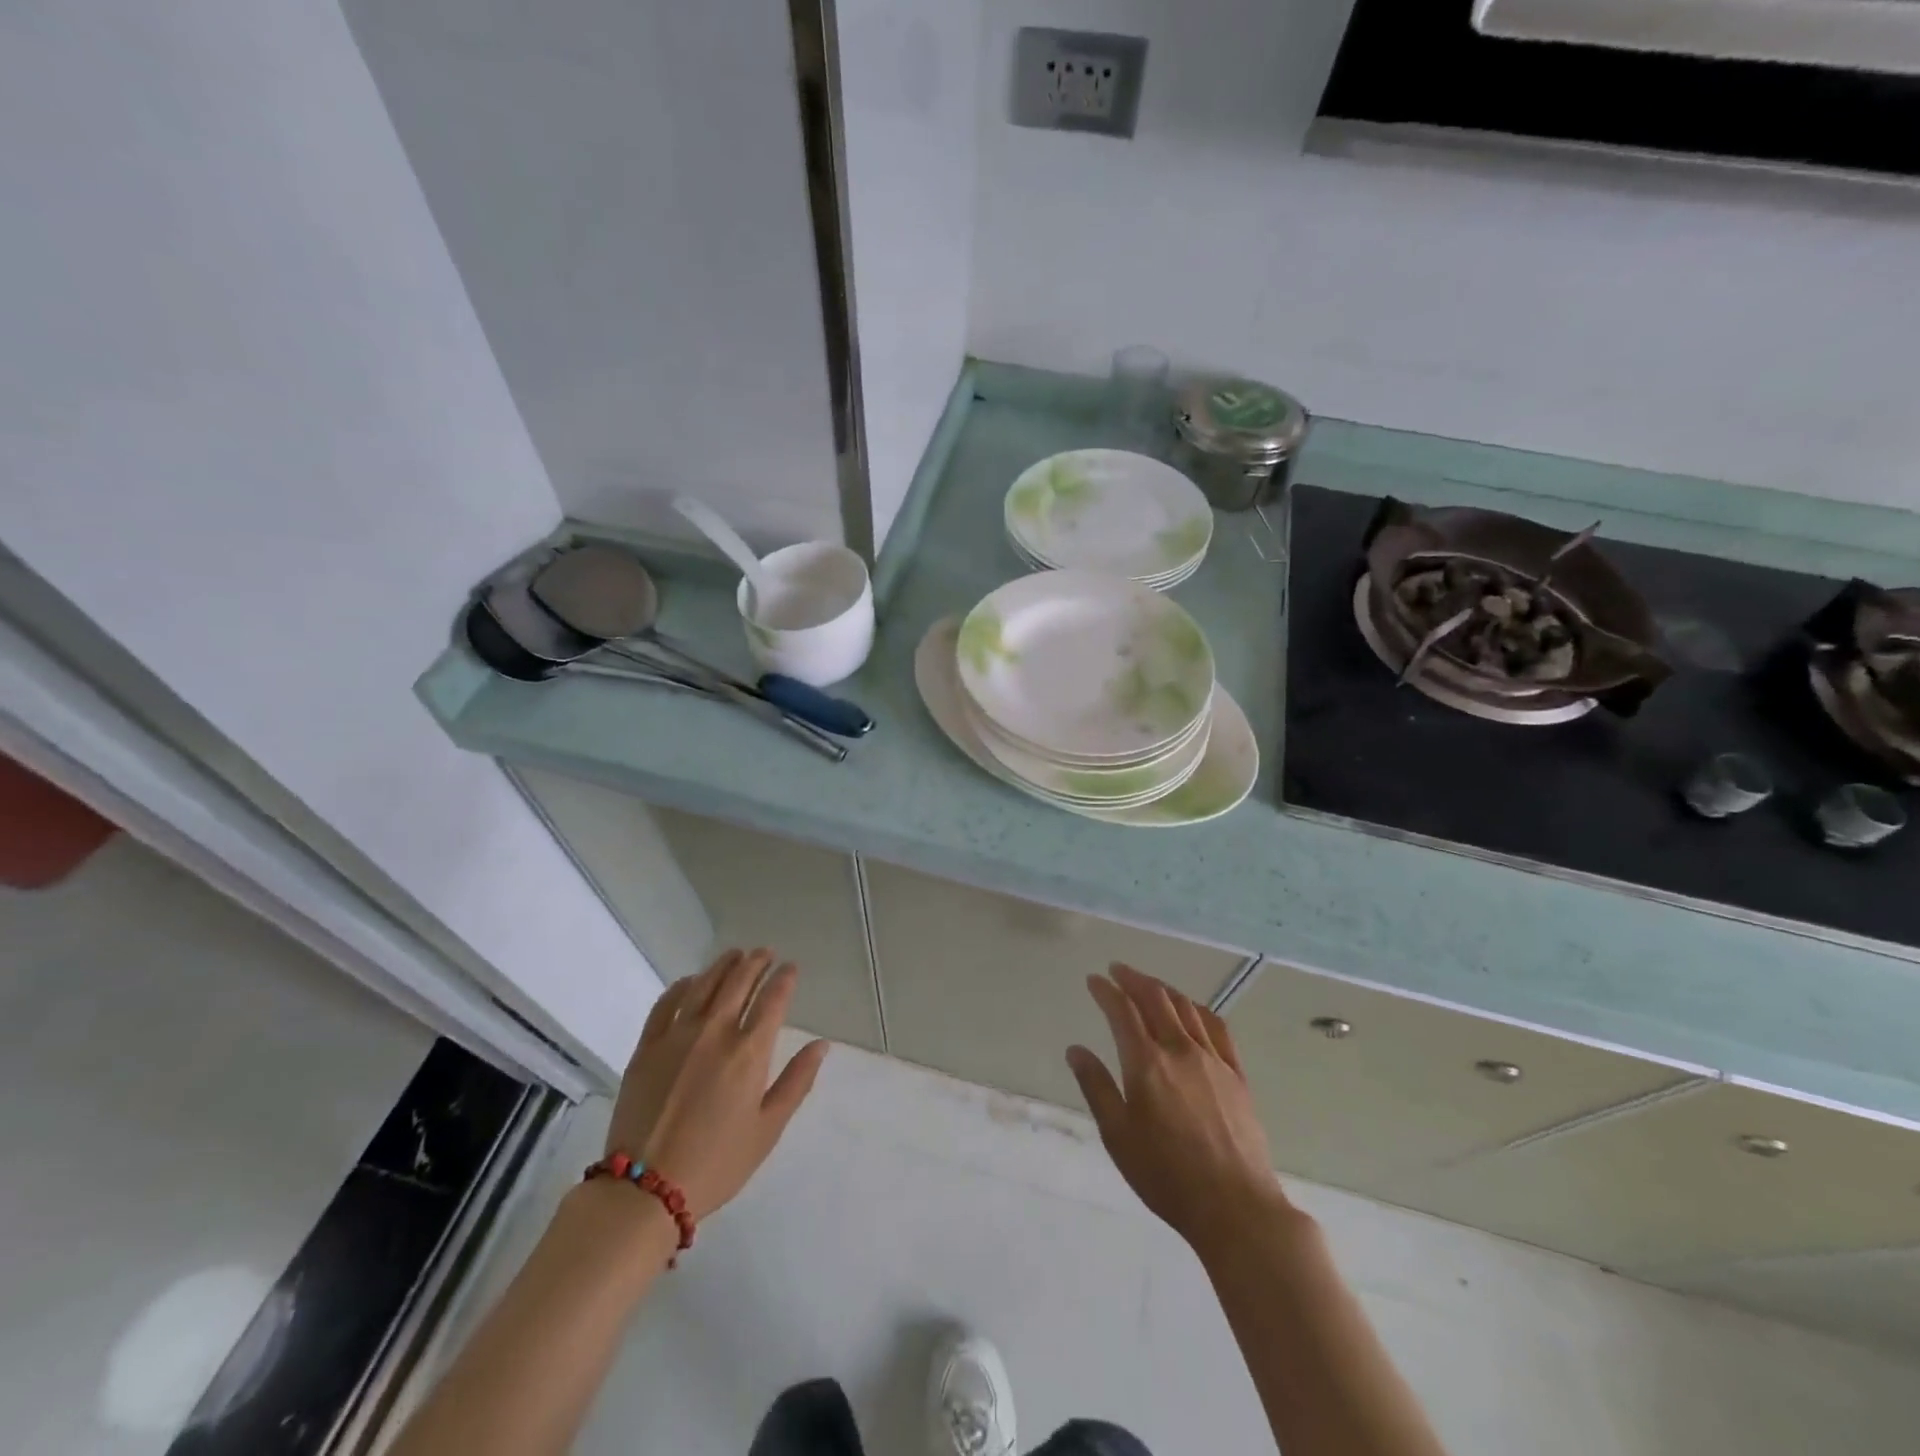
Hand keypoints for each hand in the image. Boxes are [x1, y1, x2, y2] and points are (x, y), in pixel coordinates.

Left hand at [605, 947, 828, 1219]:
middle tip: (766, 953)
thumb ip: (797, 1082)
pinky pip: (666, 1003)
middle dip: (756, 962)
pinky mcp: (647, 1047)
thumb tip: (821, 1044)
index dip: (784, 979)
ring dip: (723, 965)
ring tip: (735, 955)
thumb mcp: (768, 1129)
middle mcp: (715, 1032)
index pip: (773, 1000)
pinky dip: (682, 986)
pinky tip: (691, 981)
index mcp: (749, 1052)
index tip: (791, 968)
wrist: (645, 1189)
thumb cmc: (717, 1163)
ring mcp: (677, 1036)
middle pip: (739, 982)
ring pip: (704, 985)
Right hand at [1067, 963, 1289, 1256]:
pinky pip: (1217, 1027)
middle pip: (1155, 998)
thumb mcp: (1118, 1136)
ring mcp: (1212, 1059)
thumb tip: (1076, 1050)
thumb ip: (1097, 1088)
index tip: (1094, 980)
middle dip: (1133, 979)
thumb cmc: (1166, 1176)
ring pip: (1186, 1007)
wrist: (1235, 1207)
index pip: (1122, 1011)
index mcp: (1146, 1063)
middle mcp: (1179, 1050)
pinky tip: (1192, 1010)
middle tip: (1117, 970)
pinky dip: (1198, 1009)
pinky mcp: (1237, 1075)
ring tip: (1149, 985)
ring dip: (1163, 989)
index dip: (1105, 991)